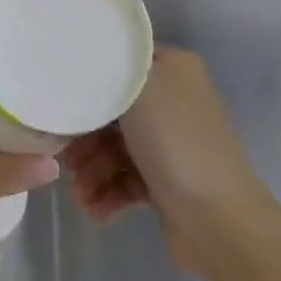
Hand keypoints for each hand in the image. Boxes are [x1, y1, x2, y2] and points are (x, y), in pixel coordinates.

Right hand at [60, 46, 266, 272]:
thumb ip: (106, 70)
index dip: (88, 82)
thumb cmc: (175, 141)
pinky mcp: (167, 182)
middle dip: (84, 136)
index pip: (120, 62)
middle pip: (113, 110)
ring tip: (79, 194)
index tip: (60, 101)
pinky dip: (107, 193)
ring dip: (92, 170)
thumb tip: (84, 66)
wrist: (219, 218)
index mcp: (173, 69)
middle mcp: (174, 101)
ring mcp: (171, 144)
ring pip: (116, 148)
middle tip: (63, 158)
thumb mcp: (137, 87)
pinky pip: (127, 180)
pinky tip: (94, 210)